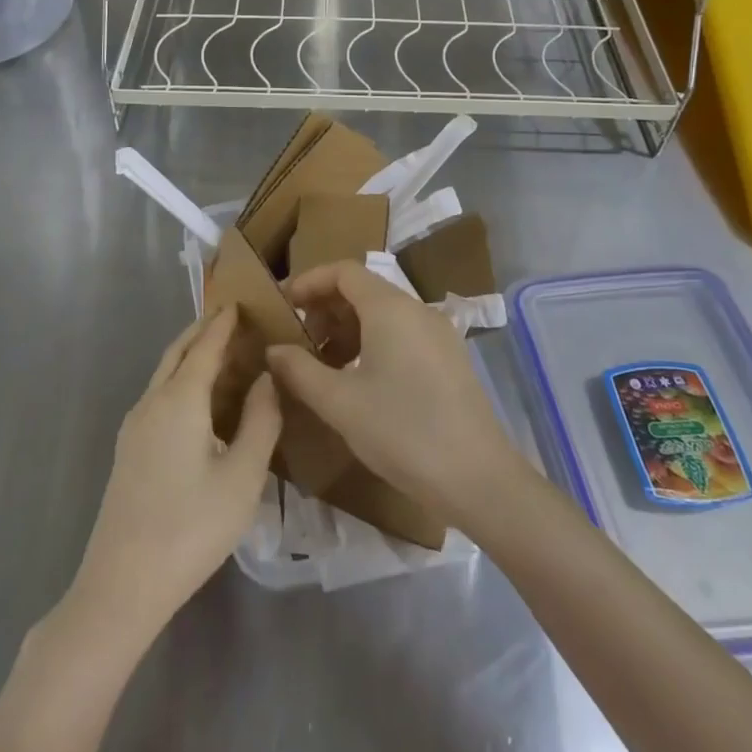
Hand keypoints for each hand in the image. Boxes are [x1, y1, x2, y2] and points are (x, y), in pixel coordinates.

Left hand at [65, 306, 280, 650]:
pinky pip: (158, 395)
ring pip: (164, 374)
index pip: (205, 346)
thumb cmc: (191, 527)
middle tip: (231, 319)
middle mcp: (152, 402)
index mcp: (180, 400)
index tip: (241, 302)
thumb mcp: (243, 477)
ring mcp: (134, 426)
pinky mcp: (128, 449)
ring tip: (220, 353)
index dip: (224, 323)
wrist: (123, 583)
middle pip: (178, 352)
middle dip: (203, 331)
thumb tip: (266, 378)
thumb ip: (260, 421)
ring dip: (190, 355)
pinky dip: (180, 379)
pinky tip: (198, 401)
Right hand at [268, 261, 527, 526]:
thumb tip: (273, 350)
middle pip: (363, 290)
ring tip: (323, 366)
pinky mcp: (450, 360)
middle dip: (325, 309)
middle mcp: (417, 310)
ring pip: (383, 315)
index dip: (309, 281)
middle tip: (298, 341)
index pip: (343, 271)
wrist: (479, 480)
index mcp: (390, 308)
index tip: (282, 305)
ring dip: (348, 330)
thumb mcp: (339, 403)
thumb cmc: (402, 432)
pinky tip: (359, 382)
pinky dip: (372, 344)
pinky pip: (402, 335)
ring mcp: (439, 335)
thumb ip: (299, 370)